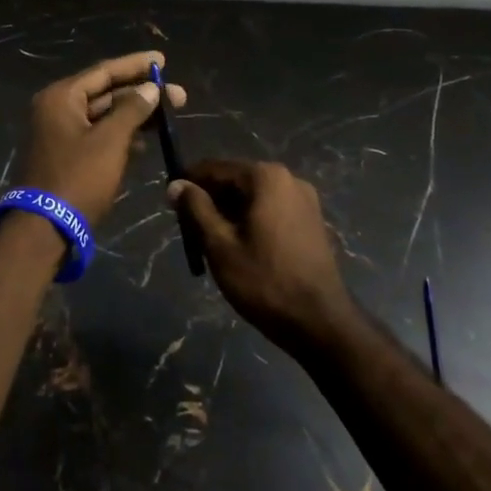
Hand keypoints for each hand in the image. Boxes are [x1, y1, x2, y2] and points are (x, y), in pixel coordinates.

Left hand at [17, 51, 185, 226]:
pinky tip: (145, 143)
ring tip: (168, 117)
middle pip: (105, 92)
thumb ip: (131, 110)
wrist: (44, 229)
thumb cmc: (78, 178)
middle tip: (178, 96)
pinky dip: (120, 135)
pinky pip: (98, 135)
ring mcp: (60, 133)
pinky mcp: (66, 156)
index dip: (136, 65)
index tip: (163, 61)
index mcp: (61, 97)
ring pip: (103, 115)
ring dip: (134, 115)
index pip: (104, 71)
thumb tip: (150, 88)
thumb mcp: (110, 141)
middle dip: (141, 93)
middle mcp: (57, 109)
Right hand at [167, 160, 354, 349]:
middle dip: (210, 200)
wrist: (321, 322)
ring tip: (211, 242)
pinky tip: (240, 247)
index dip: (189, 183)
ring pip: (253, 196)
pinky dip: (251, 220)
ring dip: (229, 212)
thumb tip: (175, 185)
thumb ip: (196, 209)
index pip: (215, 168)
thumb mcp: (220, 245)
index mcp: (266, 177)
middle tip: (189, 228)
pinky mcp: (311, 221)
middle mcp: (288, 178)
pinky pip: (271, 210)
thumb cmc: (264, 281)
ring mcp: (304, 199)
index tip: (170, 202)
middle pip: (236, 180)